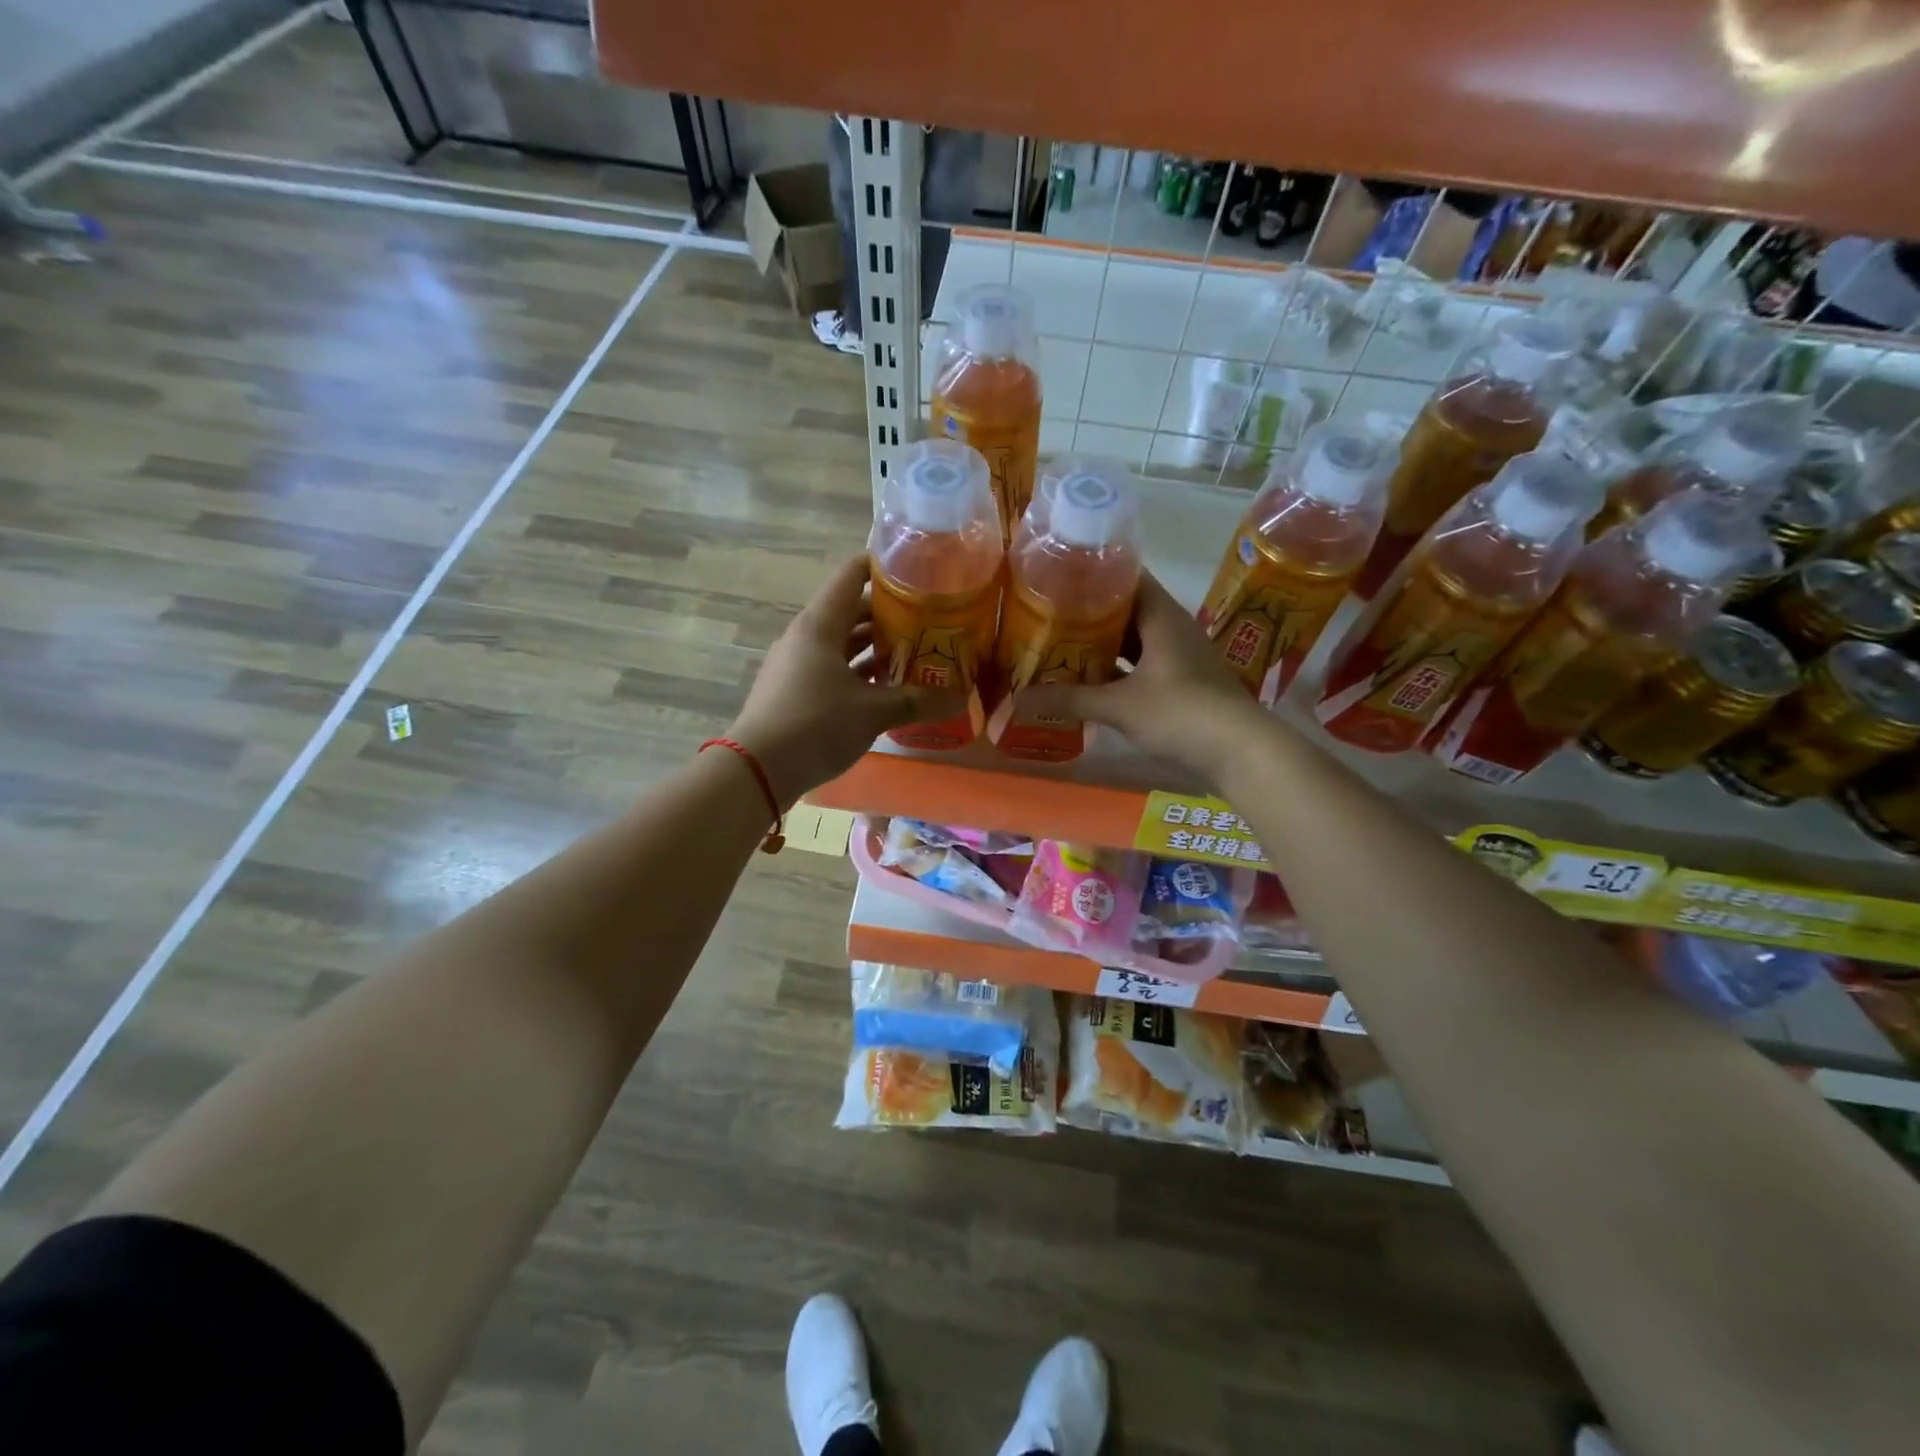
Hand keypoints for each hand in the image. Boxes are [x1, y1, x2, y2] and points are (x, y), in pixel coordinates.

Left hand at [727, 556, 965, 806]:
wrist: (758, 769)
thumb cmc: (816, 724)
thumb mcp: (873, 711)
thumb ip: (917, 701)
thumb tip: (961, 698)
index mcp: (821, 625)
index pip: (852, 575)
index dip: (883, 565)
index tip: (917, 567)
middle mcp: (807, 637)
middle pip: (851, 611)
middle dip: (890, 615)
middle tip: (929, 619)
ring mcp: (798, 664)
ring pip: (843, 644)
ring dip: (876, 648)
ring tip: (915, 653)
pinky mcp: (796, 691)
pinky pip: (834, 670)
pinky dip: (860, 673)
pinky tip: (888, 688)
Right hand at [1017, 572, 1270, 785]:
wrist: (1241, 751)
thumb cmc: (1182, 713)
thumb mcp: (1120, 706)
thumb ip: (1069, 699)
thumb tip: (1018, 699)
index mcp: (1161, 615)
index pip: (1126, 576)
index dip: (1093, 572)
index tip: (1057, 575)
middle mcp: (1171, 628)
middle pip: (1126, 608)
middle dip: (1089, 612)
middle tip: (1047, 613)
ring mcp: (1178, 656)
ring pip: (1133, 639)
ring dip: (1102, 643)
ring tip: (1060, 643)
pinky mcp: (1181, 683)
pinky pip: (1140, 664)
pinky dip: (1116, 669)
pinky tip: (1089, 680)